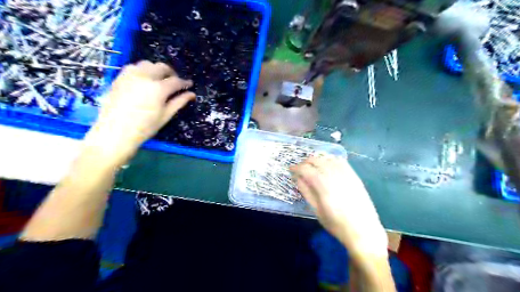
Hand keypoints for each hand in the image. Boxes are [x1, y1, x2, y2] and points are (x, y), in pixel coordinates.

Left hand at [86, 61, 194, 166]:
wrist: (115, 132)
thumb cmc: (145, 127)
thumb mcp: (165, 116)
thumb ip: (179, 102)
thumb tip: (191, 94)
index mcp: (158, 88)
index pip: (176, 81)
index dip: (184, 83)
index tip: (189, 84)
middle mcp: (145, 77)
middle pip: (162, 67)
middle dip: (171, 73)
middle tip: (175, 82)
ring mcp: (130, 75)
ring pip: (147, 64)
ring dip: (156, 70)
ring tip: (159, 80)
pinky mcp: (119, 78)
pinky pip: (133, 67)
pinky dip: (142, 70)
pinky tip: (144, 81)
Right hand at [291, 157, 387, 260]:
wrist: (363, 230)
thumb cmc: (336, 224)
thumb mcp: (316, 210)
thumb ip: (306, 192)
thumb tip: (298, 178)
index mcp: (323, 185)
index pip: (305, 169)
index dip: (296, 168)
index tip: (291, 170)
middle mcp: (334, 175)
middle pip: (316, 160)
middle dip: (305, 162)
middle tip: (300, 170)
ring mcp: (346, 173)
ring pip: (327, 158)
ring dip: (317, 160)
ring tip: (312, 167)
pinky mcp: (354, 175)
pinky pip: (340, 161)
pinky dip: (331, 160)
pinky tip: (328, 165)